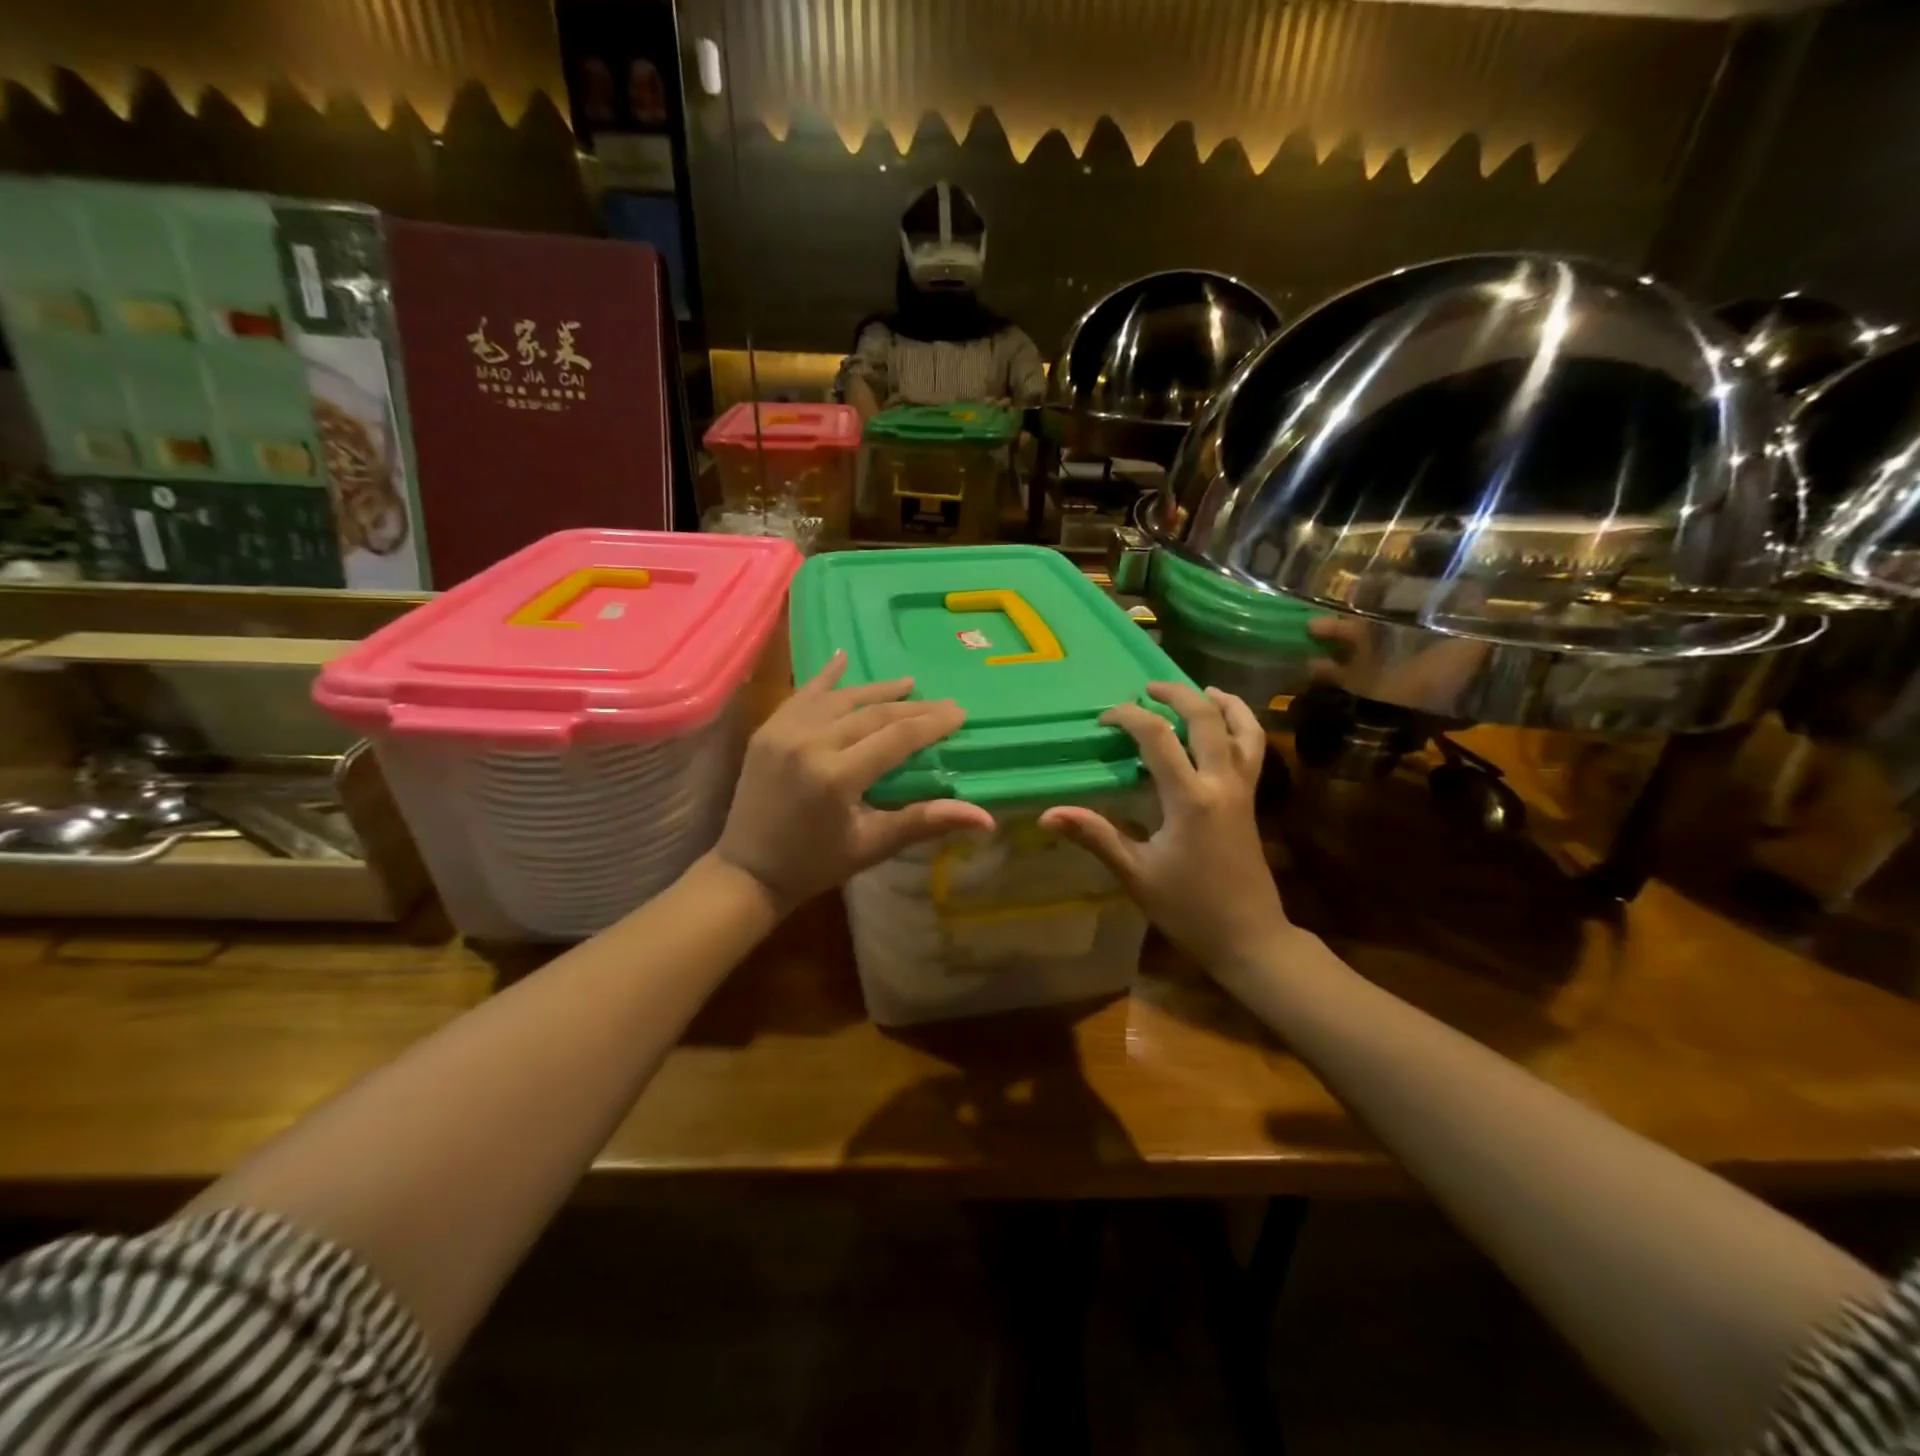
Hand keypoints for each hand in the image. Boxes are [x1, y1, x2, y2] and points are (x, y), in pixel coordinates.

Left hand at [714, 652, 993, 914]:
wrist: (748, 871)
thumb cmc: (816, 864)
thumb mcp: (873, 846)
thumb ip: (926, 821)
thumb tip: (986, 818)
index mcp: (837, 776)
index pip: (896, 737)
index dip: (931, 723)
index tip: (959, 712)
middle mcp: (809, 744)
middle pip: (872, 714)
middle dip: (912, 707)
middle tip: (943, 702)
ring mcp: (783, 732)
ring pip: (840, 699)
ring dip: (876, 689)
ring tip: (908, 683)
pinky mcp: (766, 730)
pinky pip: (802, 695)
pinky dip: (825, 678)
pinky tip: (843, 659)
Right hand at [1039, 682, 1289, 973]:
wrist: (1249, 937)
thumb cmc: (1189, 908)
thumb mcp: (1136, 874)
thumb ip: (1095, 836)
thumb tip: (1048, 814)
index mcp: (1190, 799)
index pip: (1157, 737)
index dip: (1129, 717)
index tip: (1104, 719)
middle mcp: (1222, 783)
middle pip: (1206, 719)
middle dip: (1177, 695)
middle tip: (1148, 688)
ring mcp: (1244, 790)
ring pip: (1244, 729)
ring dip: (1222, 703)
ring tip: (1200, 690)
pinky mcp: (1253, 801)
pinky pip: (1254, 749)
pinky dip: (1242, 726)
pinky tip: (1226, 726)